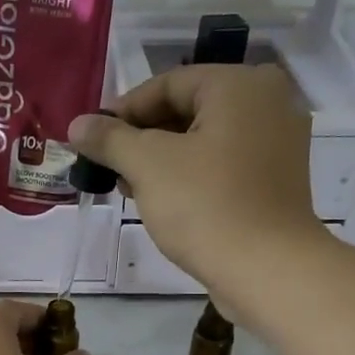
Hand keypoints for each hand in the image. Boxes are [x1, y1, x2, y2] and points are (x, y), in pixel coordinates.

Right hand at [68, 64, 324, 302]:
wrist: (267, 270)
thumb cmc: (206, 206)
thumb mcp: (148, 166)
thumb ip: (110, 139)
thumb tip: (78, 124)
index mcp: (240, 85)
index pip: (168, 84)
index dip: (123, 111)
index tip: (91, 140)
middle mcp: (267, 102)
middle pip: (187, 110)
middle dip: (142, 138)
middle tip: (108, 167)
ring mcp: (277, 144)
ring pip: (204, 140)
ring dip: (162, 160)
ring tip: (129, 188)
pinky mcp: (275, 181)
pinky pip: (223, 165)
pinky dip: (191, 175)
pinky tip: (163, 201)